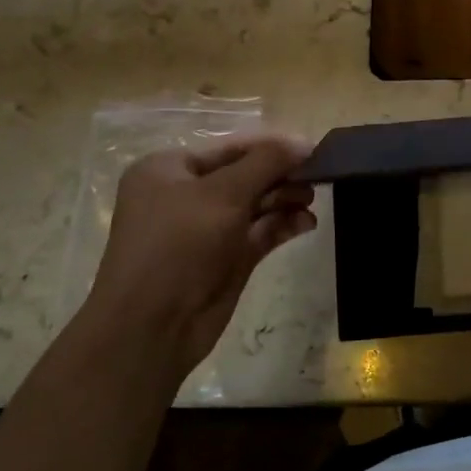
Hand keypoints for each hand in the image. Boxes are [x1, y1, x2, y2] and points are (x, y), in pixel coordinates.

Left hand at [84, 133, 316, 379]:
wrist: (152, 327)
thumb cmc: (179, 245)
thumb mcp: (223, 194)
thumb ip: (267, 163)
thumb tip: (304, 143)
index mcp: (168, 170)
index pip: (230, 148)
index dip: (272, 147)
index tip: (313, 149)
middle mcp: (186, 195)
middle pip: (246, 175)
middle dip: (281, 175)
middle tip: (318, 177)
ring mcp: (206, 230)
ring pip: (256, 204)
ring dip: (285, 200)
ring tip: (311, 201)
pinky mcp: (226, 259)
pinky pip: (260, 233)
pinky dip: (283, 225)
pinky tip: (307, 223)